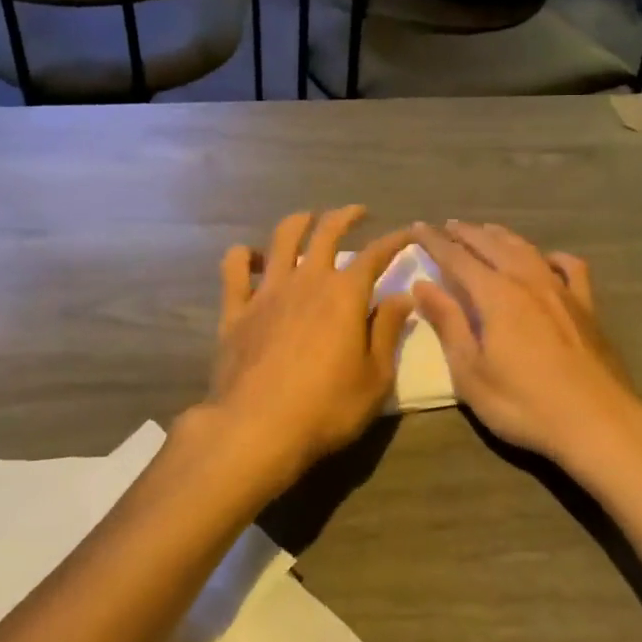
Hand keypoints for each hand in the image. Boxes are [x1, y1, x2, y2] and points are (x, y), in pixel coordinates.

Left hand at [195, 207, 415, 489]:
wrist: (257, 428)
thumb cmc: (327, 408)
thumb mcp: (376, 377)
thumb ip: (388, 331)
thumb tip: (401, 296)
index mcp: (345, 294)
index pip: (375, 255)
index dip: (394, 241)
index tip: (407, 233)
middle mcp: (307, 280)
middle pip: (326, 232)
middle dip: (345, 216)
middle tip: (357, 213)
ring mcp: (267, 291)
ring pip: (282, 238)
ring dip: (299, 222)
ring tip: (308, 219)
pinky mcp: (236, 309)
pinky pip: (235, 268)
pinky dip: (243, 255)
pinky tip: (252, 258)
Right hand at [411, 221, 641, 476]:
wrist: (597, 422)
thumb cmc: (523, 403)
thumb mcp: (471, 372)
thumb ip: (448, 323)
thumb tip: (423, 285)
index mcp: (496, 295)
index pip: (457, 258)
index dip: (435, 241)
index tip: (417, 227)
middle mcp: (528, 281)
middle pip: (492, 245)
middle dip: (466, 233)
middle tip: (447, 226)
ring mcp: (561, 291)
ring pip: (527, 250)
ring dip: (502, 236)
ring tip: (486, 230)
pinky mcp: (586, 307)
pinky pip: (571, 268)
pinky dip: (554, 257)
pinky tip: (548, 259)